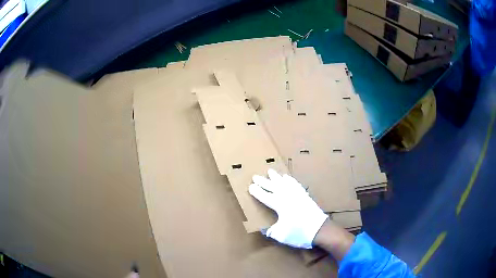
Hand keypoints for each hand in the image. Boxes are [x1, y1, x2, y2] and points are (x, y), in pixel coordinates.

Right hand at [249, 169, 328, 248]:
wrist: (320, 230)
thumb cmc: (299, 233)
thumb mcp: (281, 235)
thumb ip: (271, 231)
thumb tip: (265, 229)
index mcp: (280, 206)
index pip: (265, 197)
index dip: (257, 192)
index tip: (250, 186)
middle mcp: (288, 197)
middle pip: (273, 187)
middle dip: (263, 182)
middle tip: (255, 176)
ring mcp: (297, 195)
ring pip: (284, 182)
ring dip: (276, 177)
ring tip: (270, 171)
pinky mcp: (305, 196)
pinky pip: (295, 184)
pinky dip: (290, 180)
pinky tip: (288, 178)